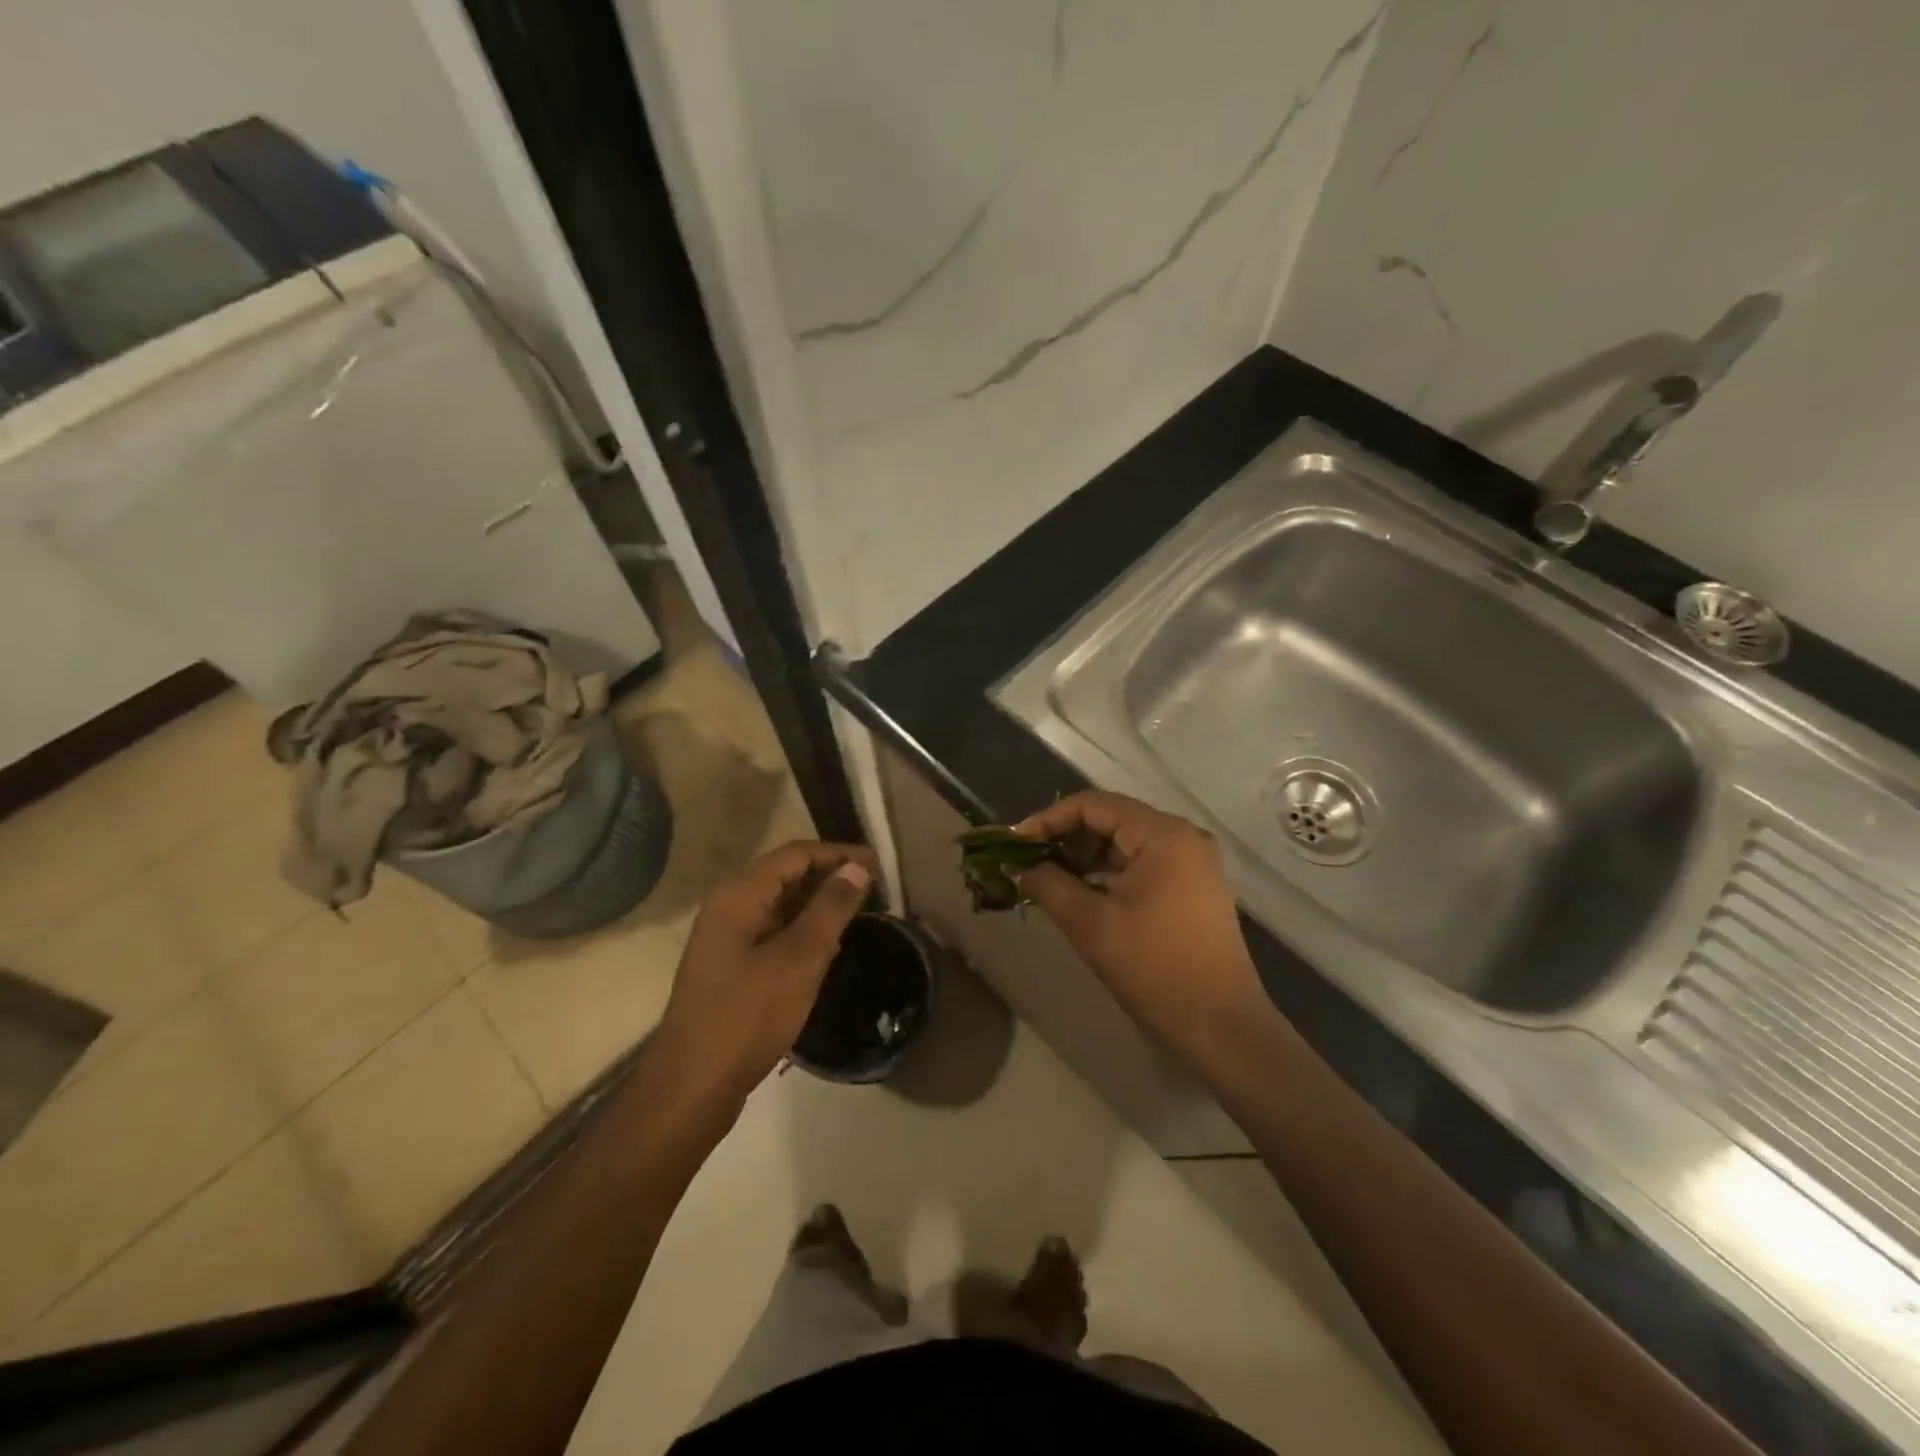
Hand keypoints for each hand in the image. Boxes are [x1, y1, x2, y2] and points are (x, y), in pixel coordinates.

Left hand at [654, 839, 875, 1103]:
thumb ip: (830, 909)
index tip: (877, 864)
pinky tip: (828, 947)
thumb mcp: (799, 959)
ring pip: (781, 905)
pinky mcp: (731, 965)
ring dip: (818, 904)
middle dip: (830, 877)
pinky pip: (773, 932)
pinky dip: (802, 931)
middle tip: (874, 888)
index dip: (838, 853)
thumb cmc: (747, 1016)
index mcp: (739, 895)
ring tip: (859, 913)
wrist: (692, 1087)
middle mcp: (729, 907)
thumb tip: (856, 868)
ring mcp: (727, 938)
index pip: (796, 854)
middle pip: (786, 875)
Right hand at [1017, 792, 1262, 1059]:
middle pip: (1114, 817)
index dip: (1050, 818)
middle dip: (1068, 836)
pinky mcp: (1198, 884)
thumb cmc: (1153, 967)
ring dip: (1089, 854)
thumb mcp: (1090, 924)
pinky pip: (1147, 860)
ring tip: (1053, 878)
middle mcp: (1184, 835)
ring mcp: (1196, 860)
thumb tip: (1021, 868)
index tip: (1017, 843)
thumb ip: (1049, 884)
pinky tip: (1088, 891)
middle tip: (1031, 861)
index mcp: (1162, 834)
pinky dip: (1113, 869)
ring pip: (1129, 840)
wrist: (1221, 1024)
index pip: (1094, 804)